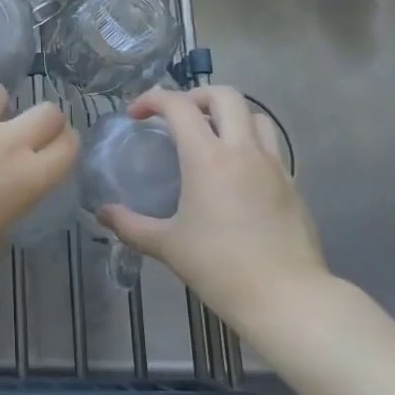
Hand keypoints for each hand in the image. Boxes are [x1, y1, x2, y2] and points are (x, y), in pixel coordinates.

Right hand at [96, 85, 330, 345]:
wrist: (287, 298)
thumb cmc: (220, 267)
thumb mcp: (167, 246)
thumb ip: (130, 225)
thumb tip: (102, 214)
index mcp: (207, 157)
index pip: (178, 106)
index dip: (152, 99)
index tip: (136, 115)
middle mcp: (243, 150)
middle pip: (224, 95)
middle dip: (195, 96)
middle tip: (177, 117)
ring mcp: (274, 165)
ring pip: (256, 115)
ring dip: (229, 114)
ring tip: (211, 135)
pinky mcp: (292, 184)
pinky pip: (271, 146)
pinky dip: (250, 142)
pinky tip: (236, 171)